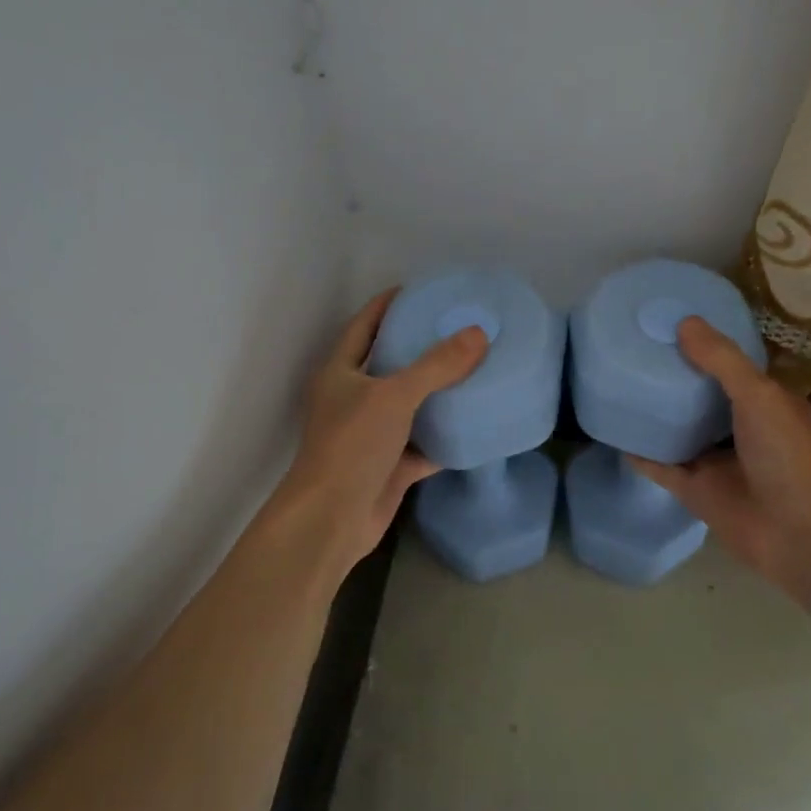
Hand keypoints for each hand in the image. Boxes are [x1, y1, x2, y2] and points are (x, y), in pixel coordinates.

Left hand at [270, 288, 488, 572]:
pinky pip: (425, 444)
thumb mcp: (394, 396)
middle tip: (460, 328)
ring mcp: (373, 435)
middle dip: (422, 347)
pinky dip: (447, 436)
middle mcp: (353, 399)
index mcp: (340, 372)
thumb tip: (477, 334)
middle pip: (391, 363)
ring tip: (476, 368)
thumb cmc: (352, 445)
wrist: (333, 519)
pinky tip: (477, 422)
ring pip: (411, 405)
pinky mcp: (391, 466)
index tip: (422, 290)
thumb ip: (437, 365)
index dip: (389, 304)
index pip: (364, 324)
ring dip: (438, 392)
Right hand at [629, 318, 810, 610]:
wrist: (799, 534)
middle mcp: (743, 430)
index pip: (734, 367)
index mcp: (767, 403)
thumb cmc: (787, 456)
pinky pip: (662, 467)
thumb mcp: (759, 396)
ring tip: (621, 385)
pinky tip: (617, 433)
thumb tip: (683, 323)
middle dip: (676, 379)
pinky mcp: (697, 491)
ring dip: (658, 416)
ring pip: (681, 433)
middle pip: (703, 399)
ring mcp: (718, 462)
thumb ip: (722, 361)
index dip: (708, 347)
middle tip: (638, 350)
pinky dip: (642, 454)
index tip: (673, 324)